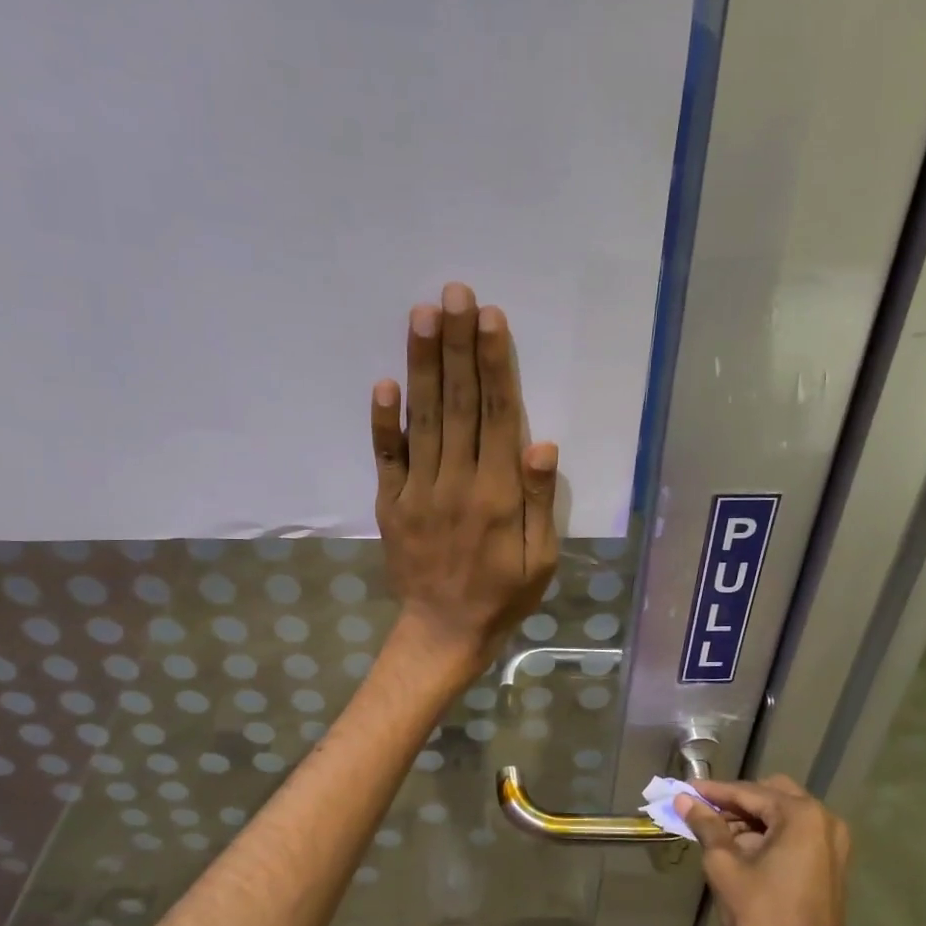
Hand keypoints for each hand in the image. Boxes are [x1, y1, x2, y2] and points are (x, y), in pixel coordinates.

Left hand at [372, 282, 558, 680]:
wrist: (444, 632)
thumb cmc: (503, 595)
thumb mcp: (540, 560)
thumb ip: (540, 502)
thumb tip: (542, 444)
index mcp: (498, 495)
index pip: (497, 417)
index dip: (494, 365)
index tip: (489, 318)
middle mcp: (456, 483)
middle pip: (458, 404)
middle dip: (457, 346)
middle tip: (454, 293)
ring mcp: (417, 492)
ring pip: (422, 419)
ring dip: (422, 365)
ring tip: (423, 315)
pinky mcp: (391, 504)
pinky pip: (385, 457)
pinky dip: (382, 421)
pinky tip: (383, 382)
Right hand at [681, 776, 856, 925]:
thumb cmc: (762, 920)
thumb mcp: (725, 868)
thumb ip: (706, 826)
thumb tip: (684, 799)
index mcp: (802, 816)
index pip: (749, 792)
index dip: (713, 792)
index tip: (683, 790)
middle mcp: (824, 820)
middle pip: (771, 795)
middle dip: (735, 802)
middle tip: (701, 811)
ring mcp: (833, 842)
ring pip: (783, 814)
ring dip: (751, 818)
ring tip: (715, 832)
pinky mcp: (831, 863)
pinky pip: (795, 834)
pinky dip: (768, 834)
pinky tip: (740, 848)